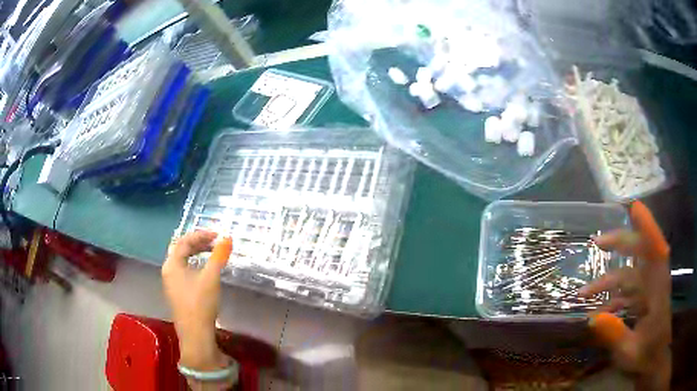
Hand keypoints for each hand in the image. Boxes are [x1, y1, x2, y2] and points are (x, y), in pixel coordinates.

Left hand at [162, 231, 231, 370]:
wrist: (195, 333)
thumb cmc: (201, 303)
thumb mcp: (211, 277)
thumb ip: (218, 256)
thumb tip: (227, 238)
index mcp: (172, 263)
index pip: (184, 241)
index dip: (201, 235)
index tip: (218, 235)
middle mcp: (168, 270)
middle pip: (181, 249)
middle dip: (198, 243)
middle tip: (215, 243)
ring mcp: (170, 282)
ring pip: (182, 260)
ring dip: (196, 254)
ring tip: (211, 254)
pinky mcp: (176, 292)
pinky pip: (183, 270)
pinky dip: (194, 265)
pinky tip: (204, 272)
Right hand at [580, 202, 670, 389]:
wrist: (653, 361)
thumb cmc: (646, 355)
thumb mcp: (630, 352)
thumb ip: (615, 334)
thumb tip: (593, 317)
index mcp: (658, 289)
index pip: (656, 249)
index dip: (647, 227)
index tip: (634, 208)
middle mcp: (654, 283)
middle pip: (641, 253)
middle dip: (621, 243)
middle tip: (597, 243)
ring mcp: (648, 290)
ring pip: (629, 274)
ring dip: (608, 279)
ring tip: (584, 292)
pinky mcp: (643, 299)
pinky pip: (626, 291)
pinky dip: (611, 298)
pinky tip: (596, 311)